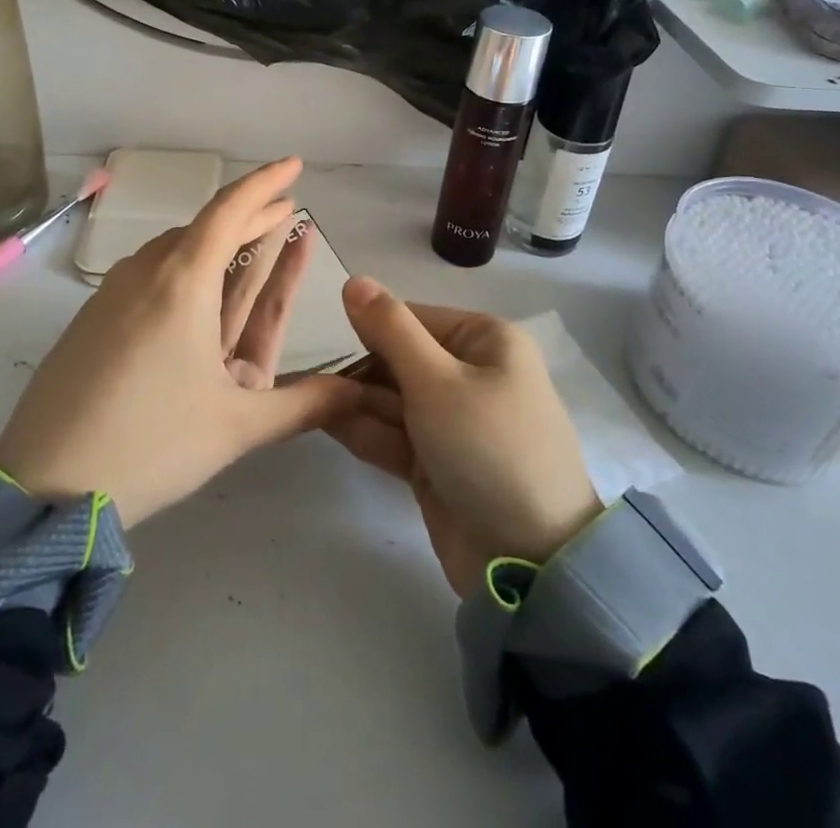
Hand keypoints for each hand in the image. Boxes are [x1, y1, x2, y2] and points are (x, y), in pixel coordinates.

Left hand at [0, 158, 356, 526]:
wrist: (43, 483)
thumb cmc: (150, 443)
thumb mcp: (236, 426)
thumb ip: (305, 405)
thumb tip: (360, 394)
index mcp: (183, 282)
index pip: (230, 210)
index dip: (265, 183)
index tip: (294, 164)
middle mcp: (146, 272)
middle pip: (205, 227)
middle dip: (250, 215)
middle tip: (285, 208)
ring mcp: (113, 292)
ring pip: (176, 248)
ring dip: (217, 240)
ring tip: (248, 241)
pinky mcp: (93, 317)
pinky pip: (150, 271)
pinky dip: (185, 264)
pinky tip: (194, 285)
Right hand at [328, 280, 601, 595]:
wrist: (531, 561)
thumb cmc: (487, 448)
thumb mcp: (436, 380)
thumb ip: (389, 329)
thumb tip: (353, 279)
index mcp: (485, 341)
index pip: (412, 318)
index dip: (369, 328)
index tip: (325, 343)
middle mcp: (471, 374)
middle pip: (400, 359)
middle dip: (359, 371)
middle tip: (310, 382)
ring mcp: (455, 422)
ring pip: (393, 399)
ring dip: (355, 401)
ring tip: (309, 403)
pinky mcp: (439, 462)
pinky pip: (395, 435)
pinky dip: (365, 430)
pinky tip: (323, 422)